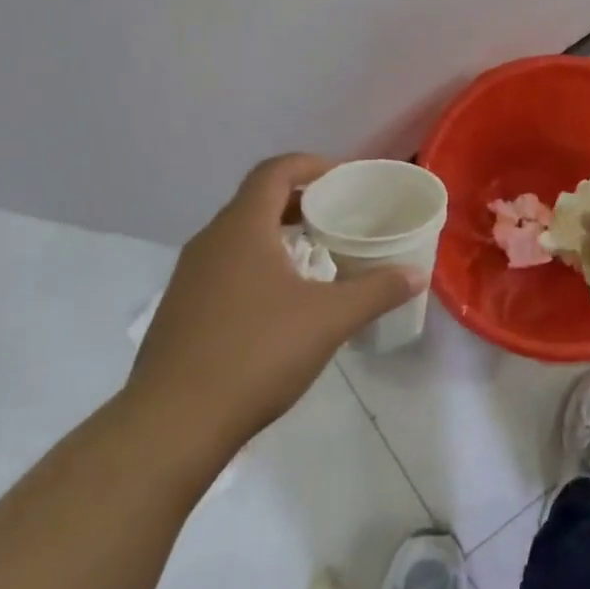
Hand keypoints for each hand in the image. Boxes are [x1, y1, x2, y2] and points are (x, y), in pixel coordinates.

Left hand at [123, 154, 425, 476]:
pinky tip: (280, 302)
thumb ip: (376, 290)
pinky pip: (225, 268)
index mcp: (242, 229)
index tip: (343, 178)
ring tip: (315, 257)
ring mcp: (189, 277)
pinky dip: (257, 265)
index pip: (274, 171)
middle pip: (256, 201)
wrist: (173, 423)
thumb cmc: (257, 353)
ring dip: (277, 235)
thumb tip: (416, 273)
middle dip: (299, 201)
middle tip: (337, 217)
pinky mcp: (180, 310)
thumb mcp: (329, 319)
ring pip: (239, 237)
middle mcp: (210, 242)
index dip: (310, 165)